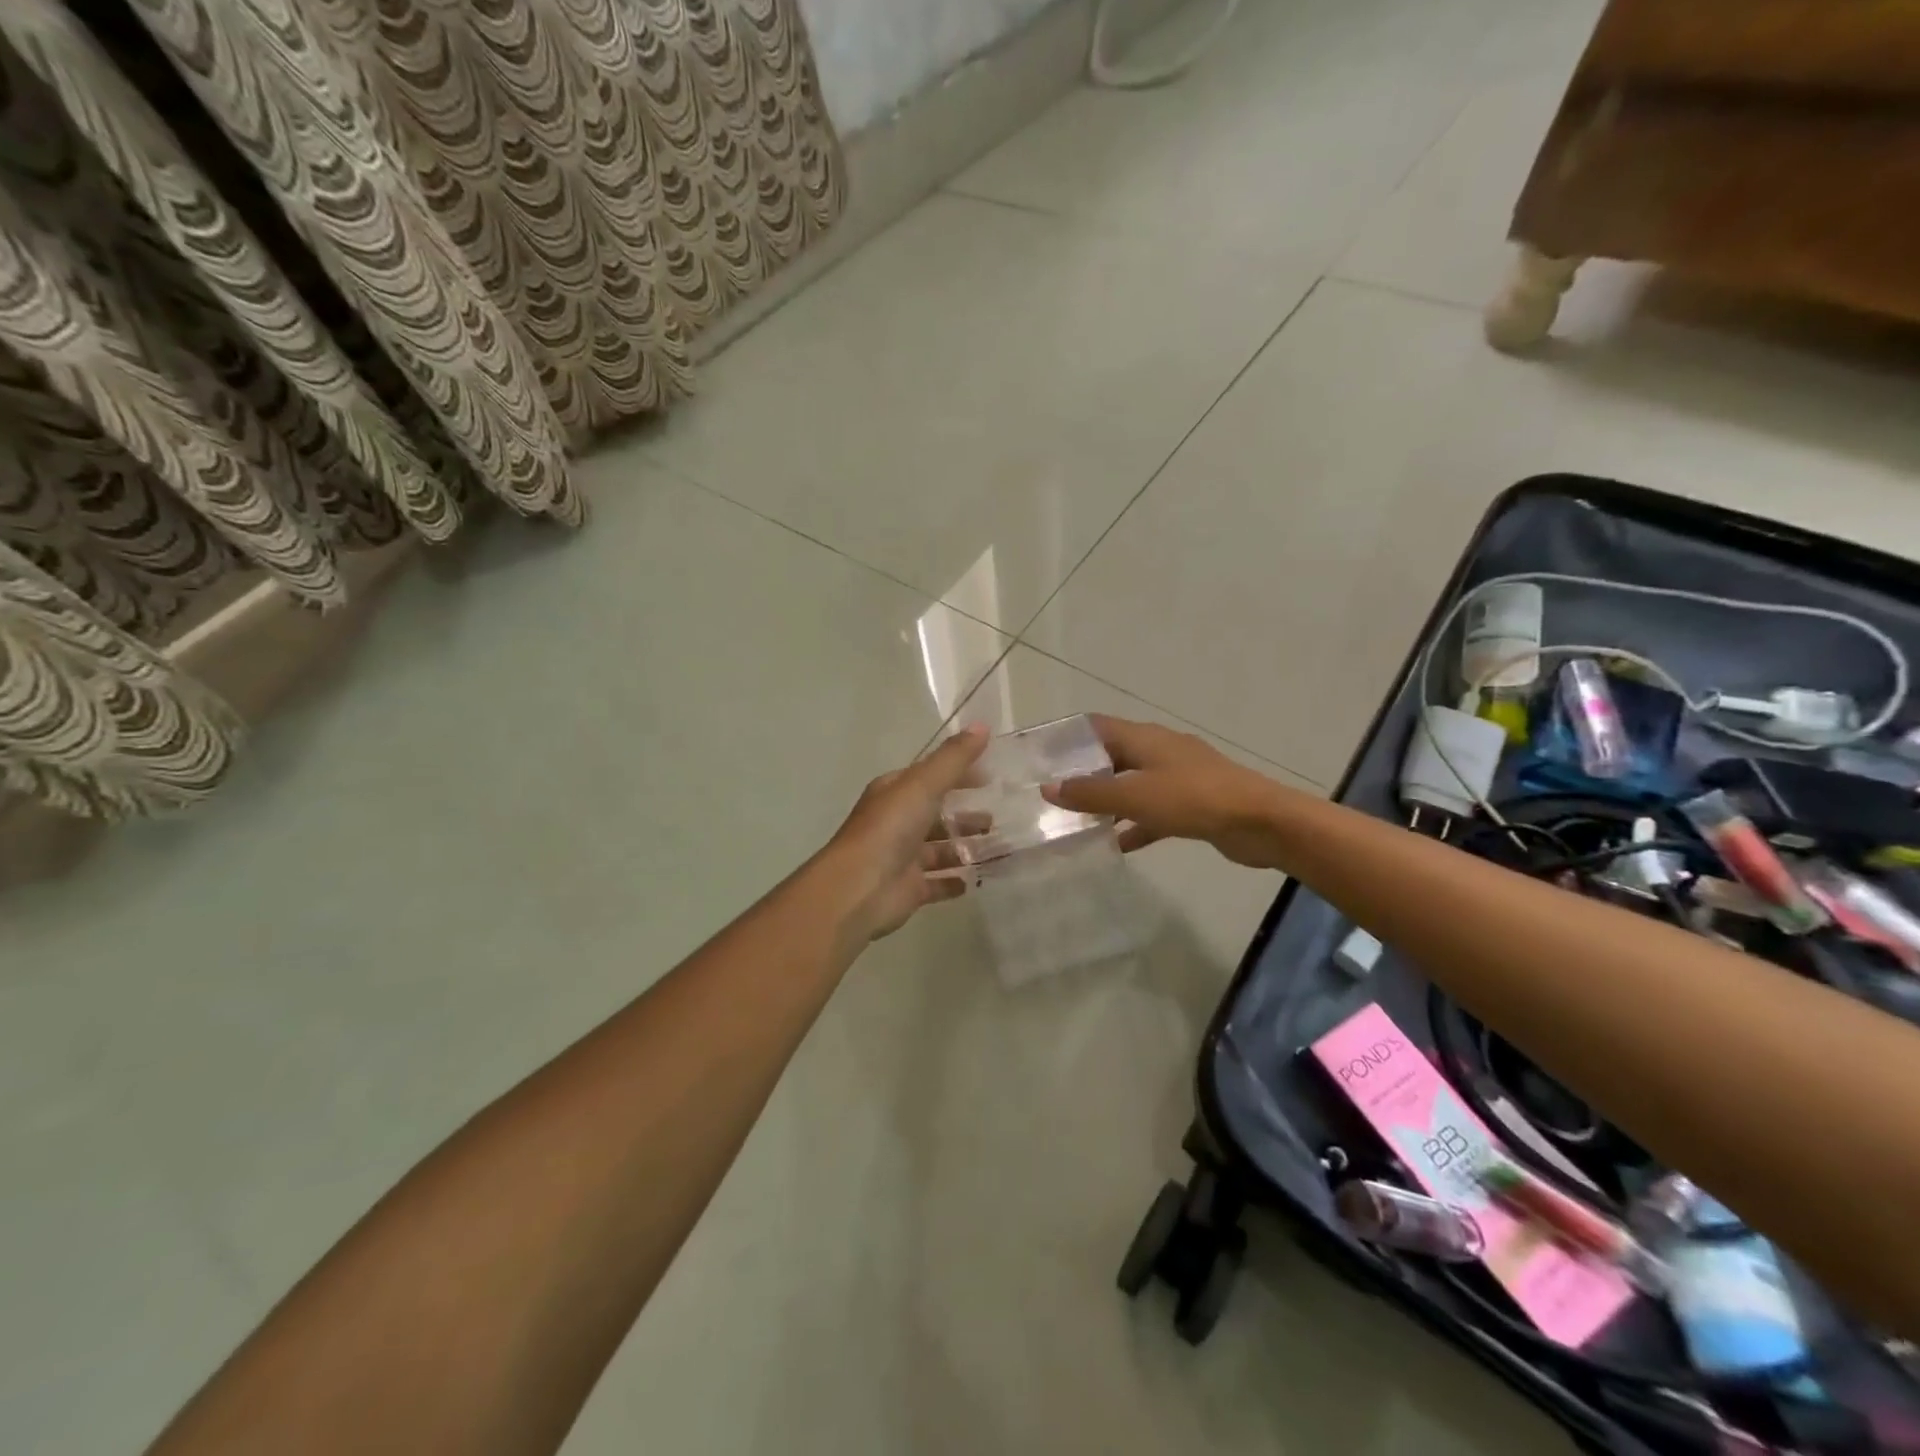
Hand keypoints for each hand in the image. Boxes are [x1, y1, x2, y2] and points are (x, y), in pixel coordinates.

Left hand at [823, 724, 989, 940]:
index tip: (991, 777)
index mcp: (894, 792)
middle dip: (966, 815)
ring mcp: (902, 857)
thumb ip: (953, 758)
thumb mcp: (923, 784)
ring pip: (940, 849)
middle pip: (936, 814)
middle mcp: (896, 822)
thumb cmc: (890, 829)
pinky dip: (955, 881)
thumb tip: (982, 725)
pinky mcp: (909, 888)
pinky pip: (938, 883)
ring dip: (965, 847)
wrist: (859, 888)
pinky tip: (976, 879)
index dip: (959, 774)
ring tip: (999, 847)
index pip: (930, 776)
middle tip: (1000, 816)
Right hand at [1040, 714, 1289, 868]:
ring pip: (1132, 785)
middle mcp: (1159, 751)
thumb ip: (1090, 794)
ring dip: (1108, 800)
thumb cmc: (1193, 799)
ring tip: (1077, 821)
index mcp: (1144, 738)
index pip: (1097, 726)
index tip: (1042, 757)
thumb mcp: (1134, 796)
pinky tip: (1117, 844)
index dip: (1069, 737)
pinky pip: (1153, 811)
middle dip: (1084, 773)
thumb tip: (1048, 788)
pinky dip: (1134, 824)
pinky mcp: (1192, 803)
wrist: (1261, 822)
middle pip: (1112, 756)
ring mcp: (1178, 777)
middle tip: (1053, 795)